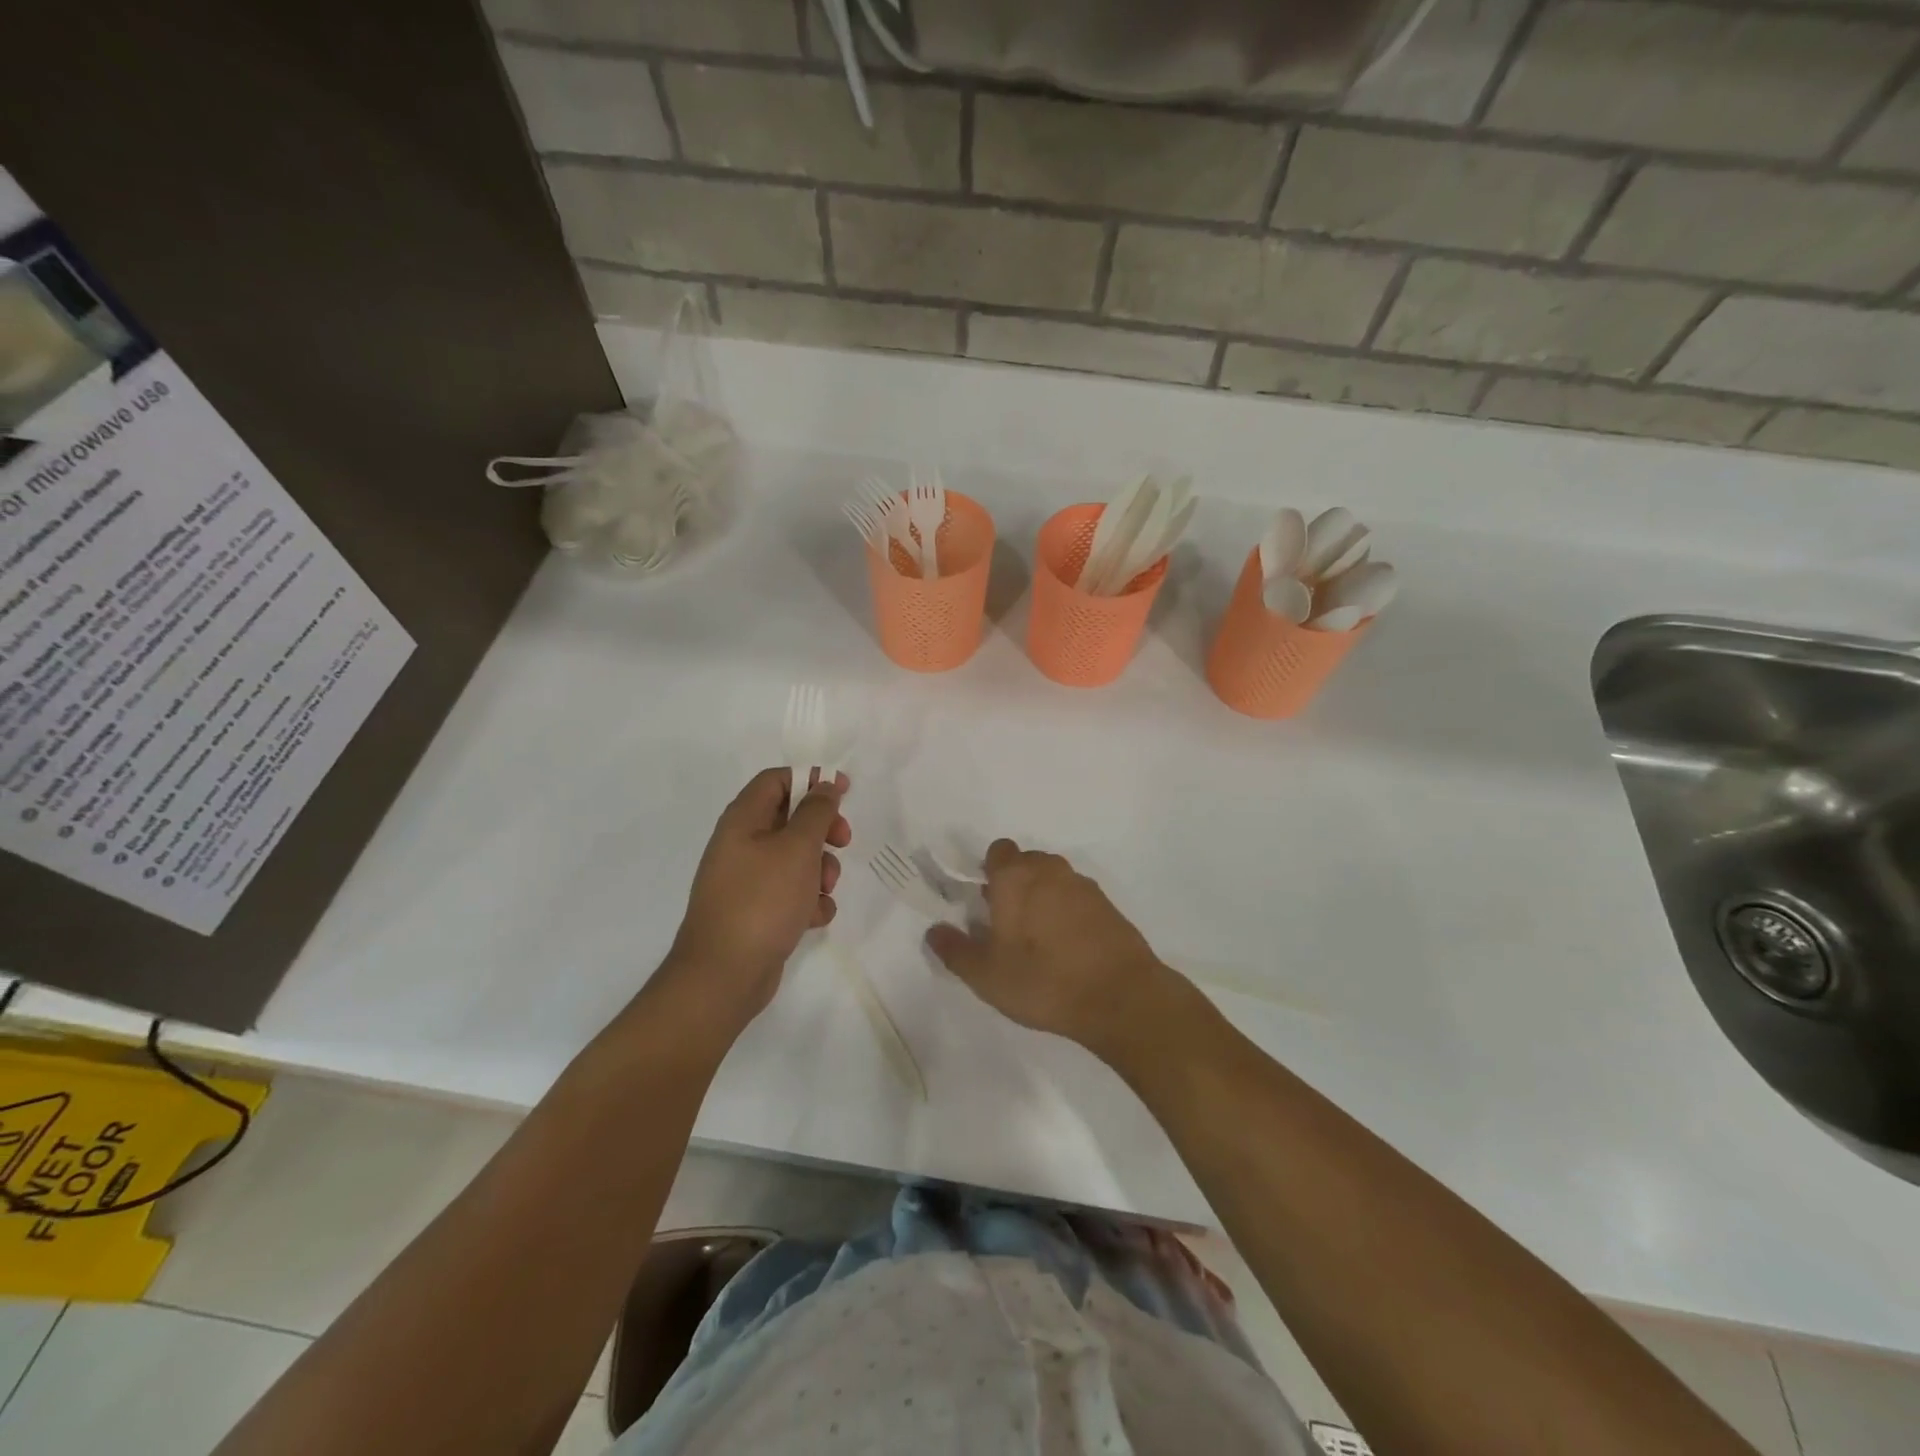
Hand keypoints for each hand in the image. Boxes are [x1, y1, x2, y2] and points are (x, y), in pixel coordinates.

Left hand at [662, 768, 851, 1027]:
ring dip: (820, 870)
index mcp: (742, 820)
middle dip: (822, 831)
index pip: (776, 780)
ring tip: (824, 890)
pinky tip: (813, 918)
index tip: (843, 791)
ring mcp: (747, 880)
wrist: (724, 975)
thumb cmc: (762, 900)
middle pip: (790, 819)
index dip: (811, 779)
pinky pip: (791, 893)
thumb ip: (816, 812)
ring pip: (795, 858)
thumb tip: (824, 785)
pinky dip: (808, 901)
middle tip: (843, 841)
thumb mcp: (797, 849)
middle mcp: (741, 844)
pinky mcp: (757, 911)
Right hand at [924, 839, 1177, 1058]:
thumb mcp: (986, 975)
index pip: (998, 851)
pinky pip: (1077, 898)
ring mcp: (1083, 885)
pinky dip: (1068, 912)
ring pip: (1053, 879)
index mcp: (1015, 877)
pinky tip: (1067, 947)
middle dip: (1014, 884)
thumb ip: (955, 950)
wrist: (1120, 997)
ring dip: (1042, 897)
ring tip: (1036, 939)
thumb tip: (934, 931)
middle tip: (1006, 924)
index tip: (984, 901)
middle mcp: (1049, 870)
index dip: (988, 871)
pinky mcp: (1108, 905)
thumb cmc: (1043, 980)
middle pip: (1026, 863)